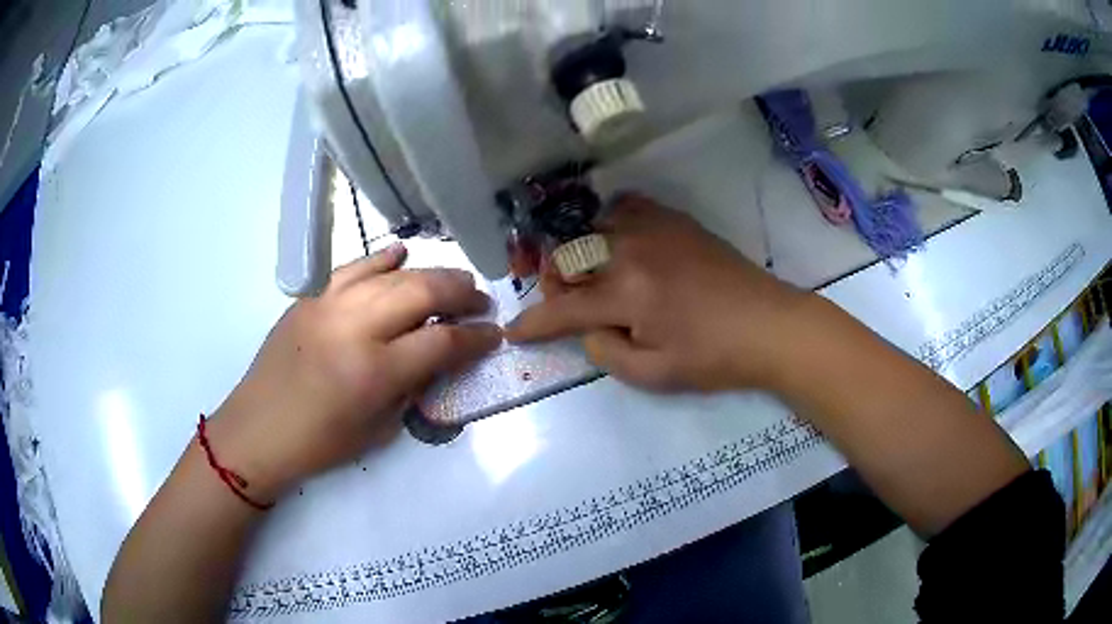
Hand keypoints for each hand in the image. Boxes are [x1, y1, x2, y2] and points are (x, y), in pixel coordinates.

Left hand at [208, 244, 500, 500]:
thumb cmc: (319, 443)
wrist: (257, 430)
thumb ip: (411, 388)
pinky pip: (352, 267)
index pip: (442, 341)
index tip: (494, 335)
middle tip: (480, 302)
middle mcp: (354, 328)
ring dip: (430, 273)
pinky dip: (381, 258)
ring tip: (453, 281)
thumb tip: (437, 359)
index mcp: (374, 372)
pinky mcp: (310, 298)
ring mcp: (328, 305)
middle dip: (461, 293)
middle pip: (422, 291)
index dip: (476, 337)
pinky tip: (401, 254)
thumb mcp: (378, 430)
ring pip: (392, 274)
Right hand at [507, 195, 808, 392]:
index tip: (514, 331)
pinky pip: (626, 207)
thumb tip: (588, 328)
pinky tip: (619, 241)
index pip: (564, 308)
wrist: (769, 324)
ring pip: (592, 227)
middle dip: (555, 283)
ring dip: (579, 252)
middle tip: (566, 304)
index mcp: (626, 292)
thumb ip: (606, 353)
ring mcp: (653, 228)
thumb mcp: (655, 374)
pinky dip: (610, 223)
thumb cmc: (714, 356)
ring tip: (591, 274)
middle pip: (569, 257)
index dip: (534, 323)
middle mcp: (630, 249)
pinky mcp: (674, 220)